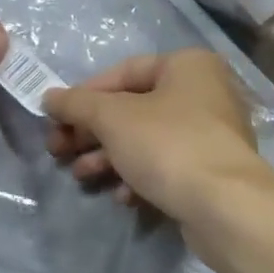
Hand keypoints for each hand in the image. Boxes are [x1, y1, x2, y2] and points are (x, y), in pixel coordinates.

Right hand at [42, 50, 273, 226]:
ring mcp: (210, 135)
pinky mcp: (210, 172)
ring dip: (108, 158)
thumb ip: (77, 104)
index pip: (123, 72)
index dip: (84, 95)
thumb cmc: (167, 145)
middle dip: (92, 133)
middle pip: (133, 109)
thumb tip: (49, 97)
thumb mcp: (112, 118)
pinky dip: (139, 178)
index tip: (56, 119)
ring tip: (81, 177)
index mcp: (187, 66)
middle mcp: (204, 93)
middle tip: (59, 152)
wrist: (224, 206)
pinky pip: (166, 167)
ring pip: (146, 141)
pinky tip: (122, 197)